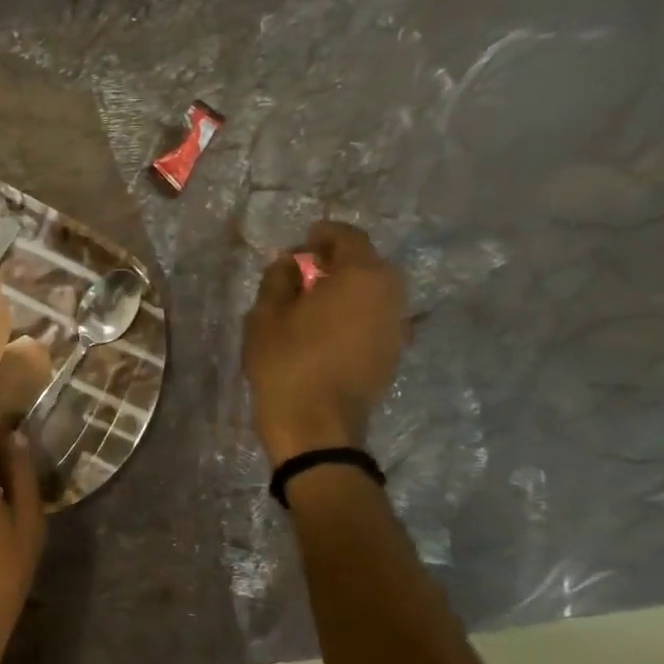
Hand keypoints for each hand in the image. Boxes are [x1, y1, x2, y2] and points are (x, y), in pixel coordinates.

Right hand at [243, 220, 405, 465]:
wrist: (317, 428)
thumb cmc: (287, 364)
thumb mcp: (266, 316)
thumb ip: (278, 280)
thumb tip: (289, 264)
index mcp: (361, 275)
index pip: (347, 237)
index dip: (322, 235)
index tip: (301, 244)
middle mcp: (390, 293)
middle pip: (367, 263)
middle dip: (338, 261)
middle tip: (305, 272)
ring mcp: (397, 325)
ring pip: (374, 292)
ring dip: (348, 289)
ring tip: (316, 302)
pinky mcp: (394, 352)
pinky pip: (376, 317)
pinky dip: (356, 313)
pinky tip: (330, 329)